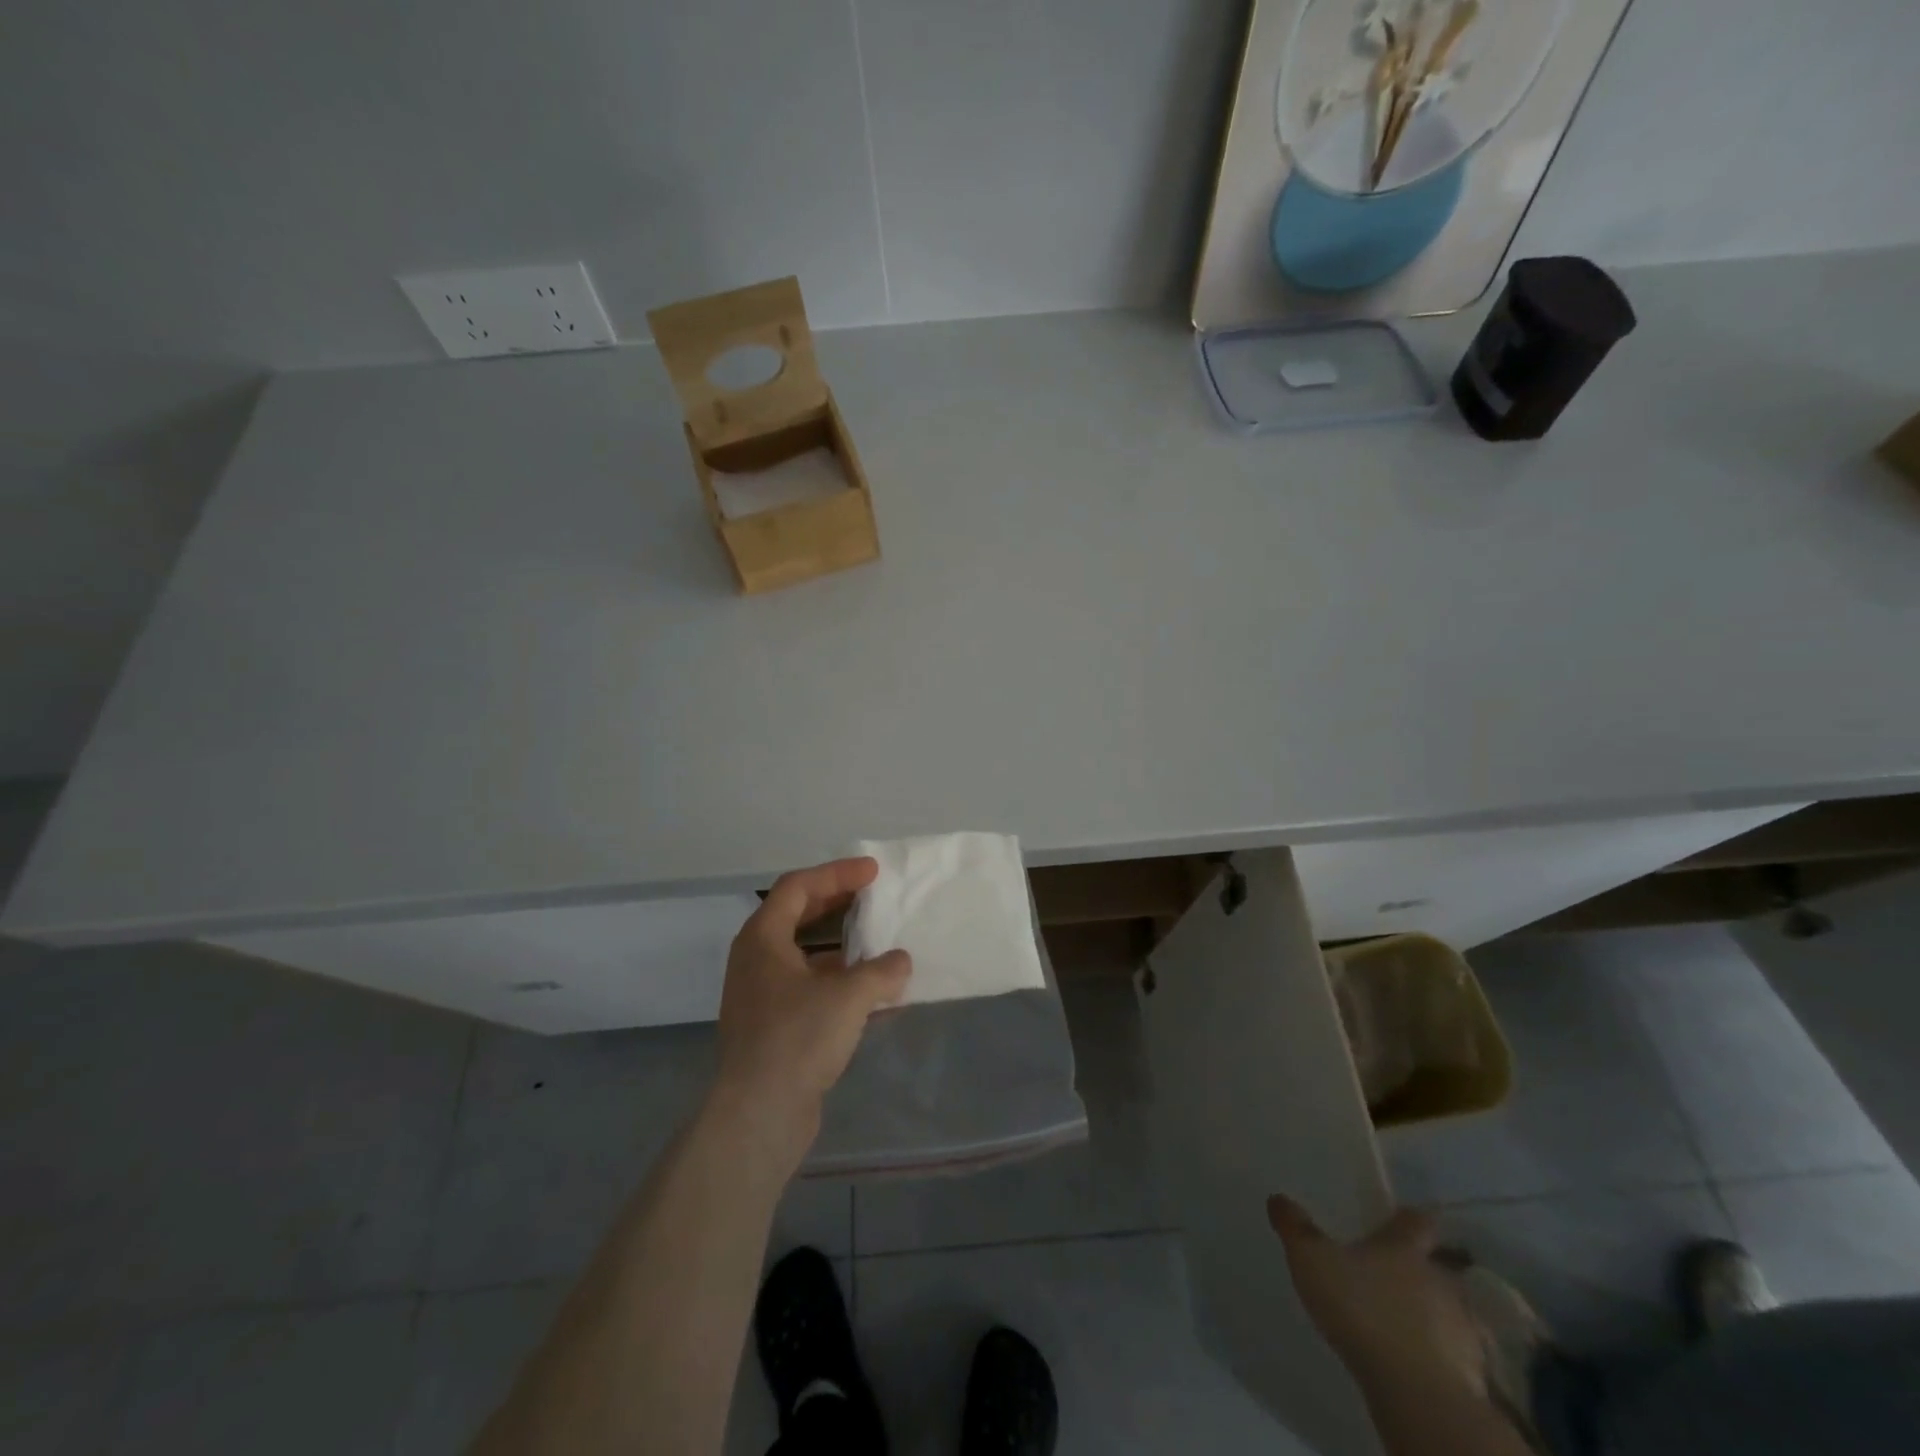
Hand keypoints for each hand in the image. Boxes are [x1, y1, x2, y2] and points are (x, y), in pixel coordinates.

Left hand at [711, 858, 911, 1157]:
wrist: (758, 1115)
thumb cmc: (798, 1038)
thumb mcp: (849, 996)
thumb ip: (881, 971)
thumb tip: (900, 962)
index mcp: (762, 938)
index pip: (798, 887)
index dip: (836, 874)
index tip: (873, 872)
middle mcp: (756, 960)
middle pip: (797, 916)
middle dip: (837, 903)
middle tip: (873, 896)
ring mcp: (761, 996)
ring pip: (804, 954)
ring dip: (841, 946)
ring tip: (879, 943)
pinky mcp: (772, 1027)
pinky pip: (809, 987)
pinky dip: (838, 981)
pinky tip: (871, 993)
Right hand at [1267, 1194, 1485, 1398]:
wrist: (1417, 1392)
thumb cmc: (1362, 1310)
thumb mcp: (1312, 1261)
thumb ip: (1296, 1229)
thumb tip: (1278, 1198)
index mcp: (1405, 1248)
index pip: (1418, 1220)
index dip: (1409, 1218)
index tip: (1400, 1219)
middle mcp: (1441, 1279)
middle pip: (1439, 1266)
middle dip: (1422, 1270)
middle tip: (1395, 1277)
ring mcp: (1462, 1327)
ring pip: (1453, 1311)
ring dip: (1437, 1315)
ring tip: (1409, 1325)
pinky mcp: (1473, 1373)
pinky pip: (1460, 1356)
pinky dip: (1445, 1356)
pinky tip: (1422, 1364)